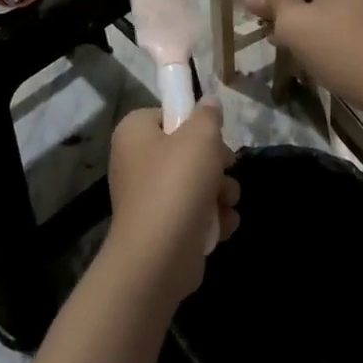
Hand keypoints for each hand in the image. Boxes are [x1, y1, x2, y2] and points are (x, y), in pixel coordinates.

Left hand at [106, 103, 239, 304]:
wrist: (159, 258)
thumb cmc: (176, 184)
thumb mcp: (200, 136)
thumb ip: (208, 115)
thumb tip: (208, 104)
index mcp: (134, 133)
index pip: (167, 114)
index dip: (193, 122)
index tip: (212, 134)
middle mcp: (136, 162)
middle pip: (186, 150)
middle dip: (215, 162)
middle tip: (226, 168)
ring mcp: (149, 198)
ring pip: (196, 183)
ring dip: (220, 191)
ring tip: (227, 200)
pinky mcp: (164, 229)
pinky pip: (194, 213)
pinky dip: (212, 219)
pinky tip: (223, 224)